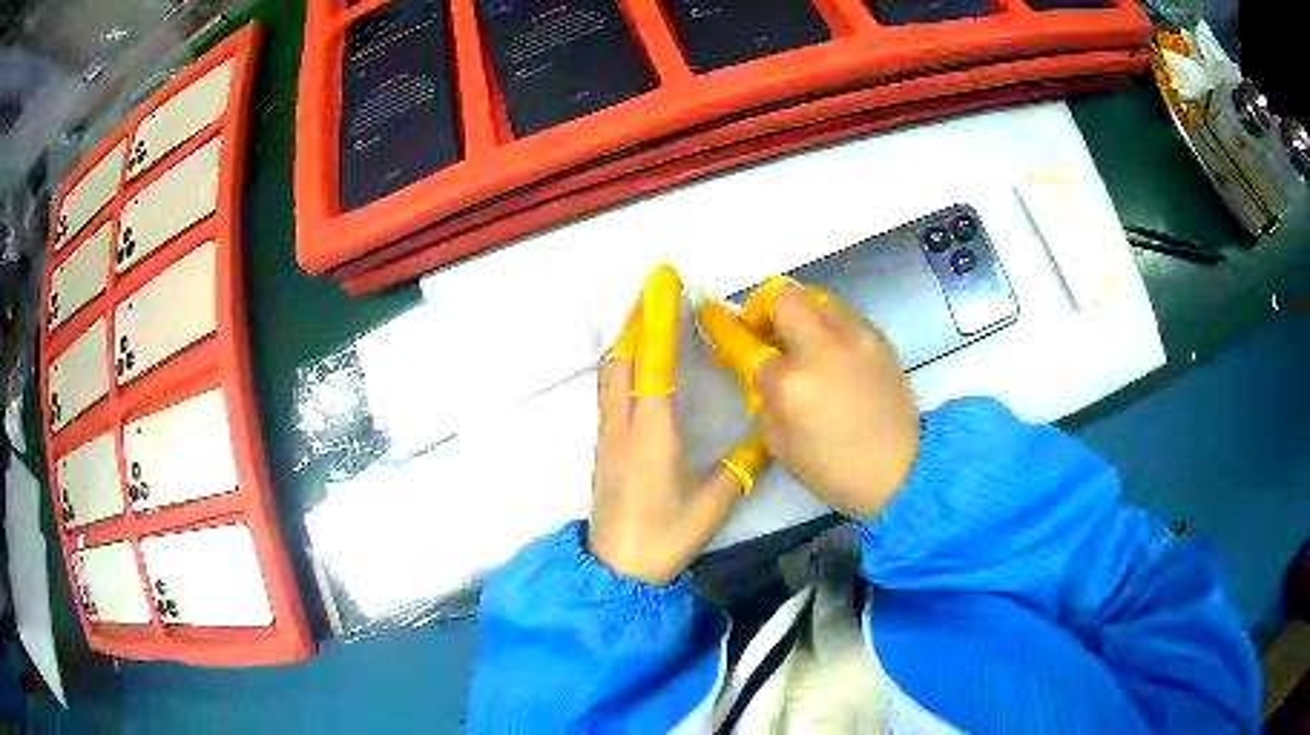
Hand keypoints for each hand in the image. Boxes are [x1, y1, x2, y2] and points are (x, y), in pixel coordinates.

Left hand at [588, 266, 767, 584]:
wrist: (616, 569)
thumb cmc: (665, 536)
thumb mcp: (712, 503)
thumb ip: (742, 466)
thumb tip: (769, 435)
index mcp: (651, 432)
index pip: (653, 362)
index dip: (658, 318)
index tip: (664, 281)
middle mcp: (623, 424)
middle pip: (621, 357)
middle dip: (637, 317)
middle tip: (655, 286)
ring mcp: (608, 434)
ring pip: (610, 371)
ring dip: (627, 337)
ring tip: (645, 313)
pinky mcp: (604, 445)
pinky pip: (609, 389)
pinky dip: (622, 362)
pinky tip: (636, 362)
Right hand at [696, 277, 919, 519]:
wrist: (901, 471)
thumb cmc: (833, 470)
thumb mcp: (780, 444)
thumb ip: (763, 396)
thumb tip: (759, 367)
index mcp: (790, 384)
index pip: (746, 340)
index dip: (723, 325)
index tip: (711, 313)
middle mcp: (822, 348)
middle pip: (784, 295)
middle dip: (766, 307)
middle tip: (767, 332)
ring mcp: (856, 338)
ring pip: (817, 298)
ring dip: (801, 314)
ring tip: (803, 342)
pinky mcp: (879, 339)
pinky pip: (844, 316)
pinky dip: (829, 326)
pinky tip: (833, 355)